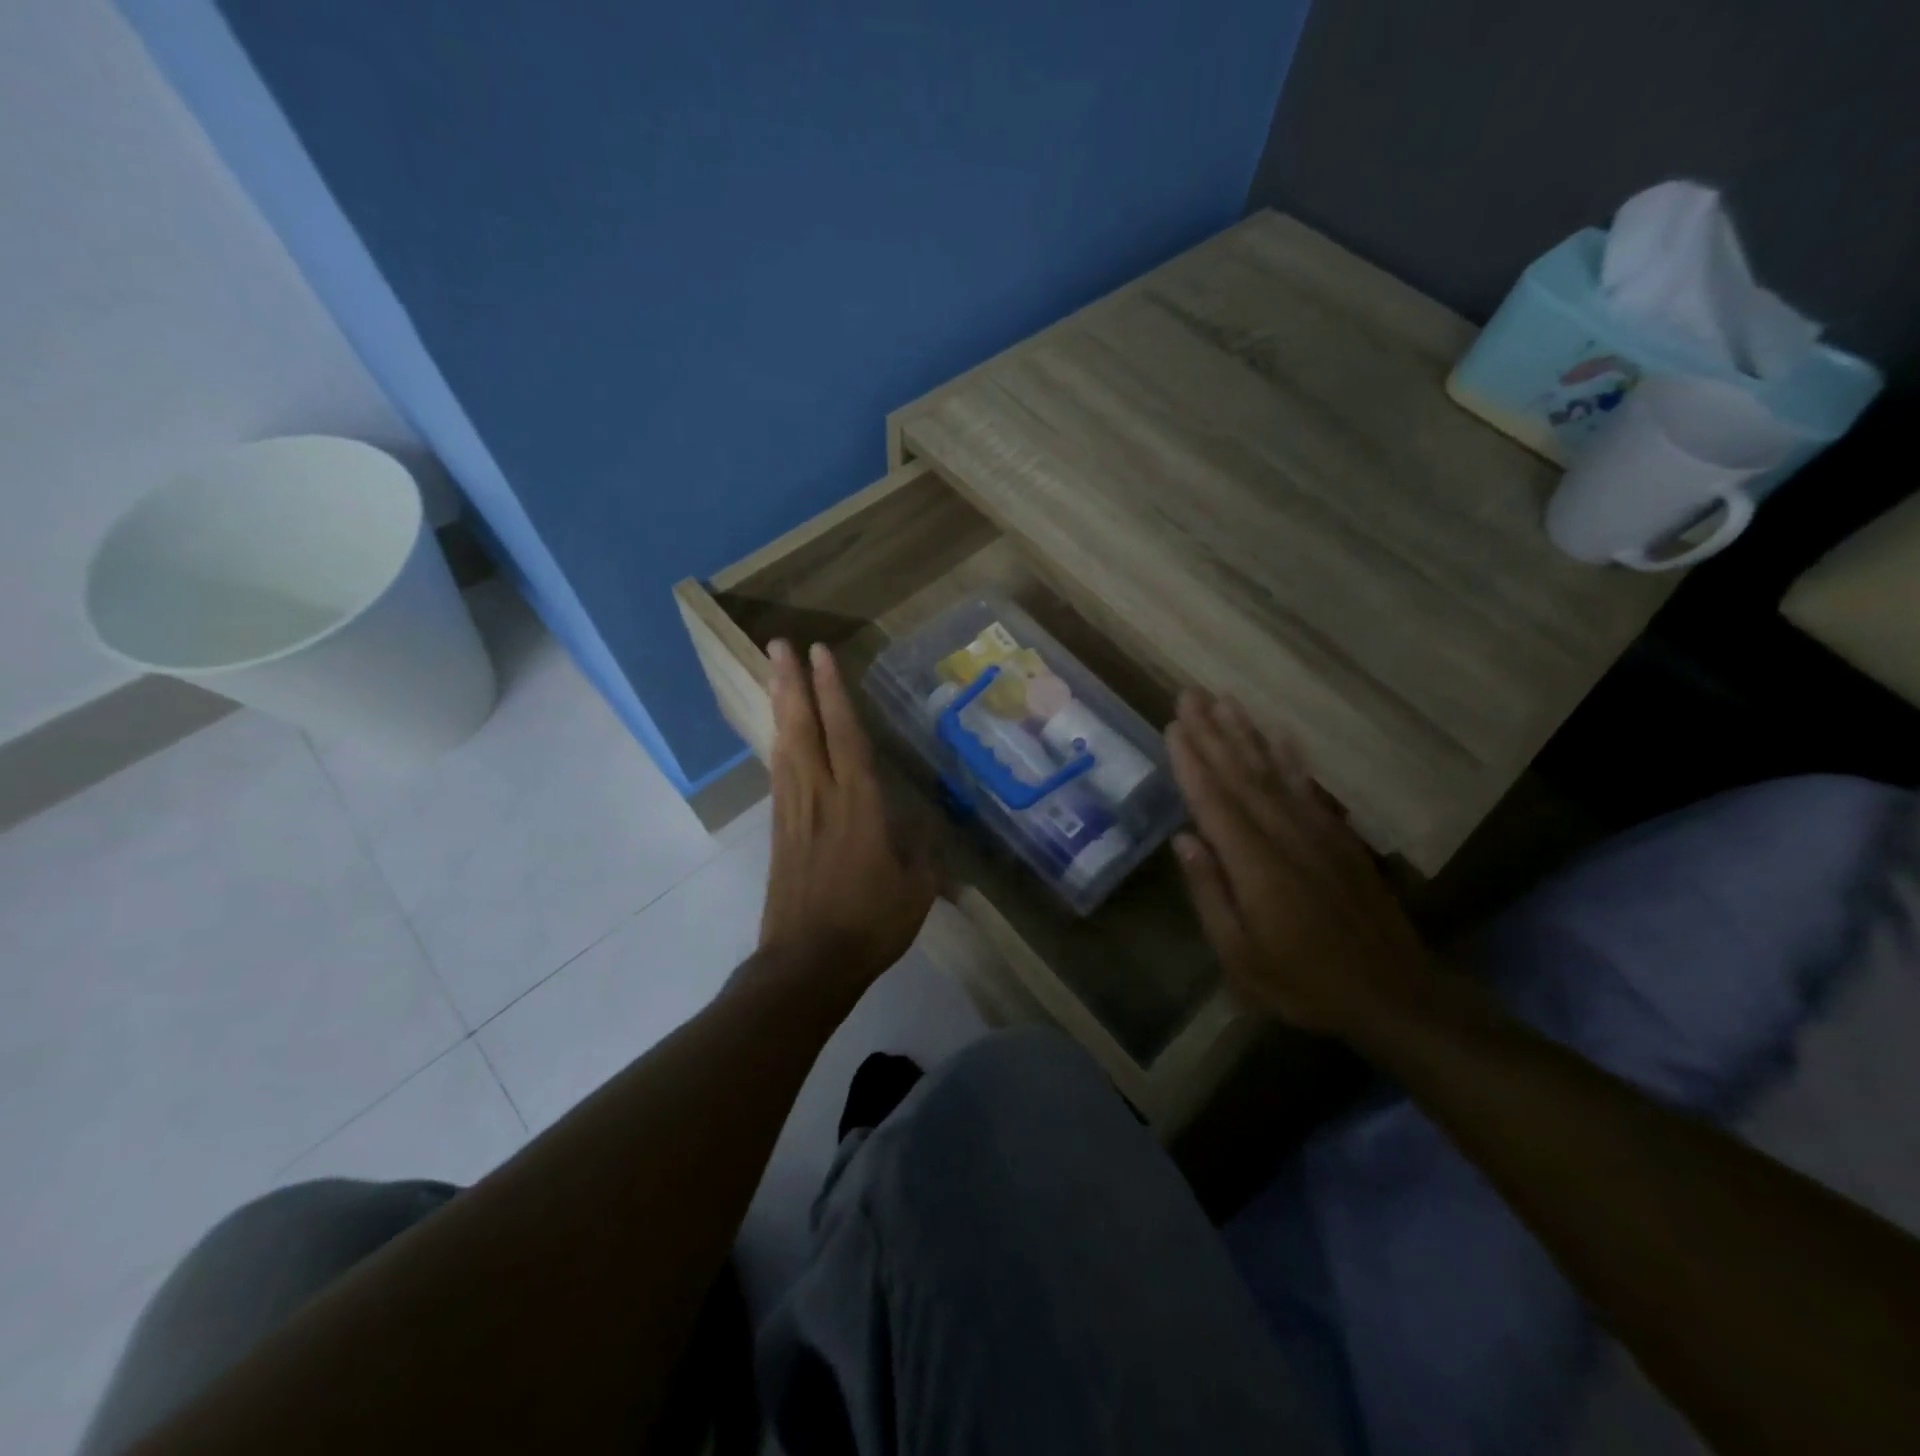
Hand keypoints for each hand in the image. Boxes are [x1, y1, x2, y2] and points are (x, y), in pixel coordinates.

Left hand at [758, 639, 937, 992]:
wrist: (807, 964)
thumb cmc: (870, 924)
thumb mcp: (917, 888)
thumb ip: (922, 850)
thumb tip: (927, 825)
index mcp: (859, 805)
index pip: (846, 735)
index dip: (834, 692)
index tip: (821, 654)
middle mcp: (821, 797)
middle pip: (803, 729)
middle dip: (792, 683)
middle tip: (779, 644)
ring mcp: (794, 812)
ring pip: (785, 746)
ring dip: (780, 706)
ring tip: (774, 671)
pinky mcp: (779, 831)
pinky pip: (779, 774)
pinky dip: (778, 743)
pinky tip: (778, 732)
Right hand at [1166, 689, 1430, 1036]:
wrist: (1393, 994)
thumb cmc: (1303, 982)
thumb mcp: (1240, 956)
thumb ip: (1210, 893)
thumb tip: (1184, 839)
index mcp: (1255, 865)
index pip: (1214, 801)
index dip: (1192, 761)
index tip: (1173, 724)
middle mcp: (1285, 835)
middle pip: (1242, 774)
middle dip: (1212, 732)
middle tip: (1190, 694)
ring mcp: (1316, 832)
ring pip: (1274, 771)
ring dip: (1246, 733)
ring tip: (1224, 700)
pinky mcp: (1338, 837)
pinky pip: (1308, 786)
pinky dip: (1291, 756)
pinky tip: (1280, 734)